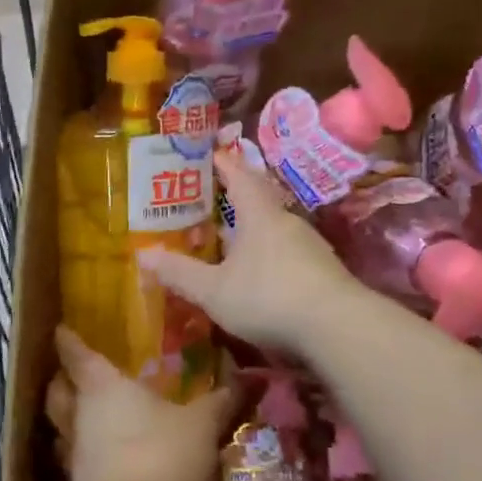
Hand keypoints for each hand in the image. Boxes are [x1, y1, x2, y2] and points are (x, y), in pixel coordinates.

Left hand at [47, 326, 236, 480]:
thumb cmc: (160, 454)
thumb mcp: (200, 425)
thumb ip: (219, 402)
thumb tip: (247, 379)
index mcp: (104, 386)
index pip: (78, 355)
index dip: (69, 340)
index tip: (61, 329)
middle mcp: (80, 413)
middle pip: (58, 391)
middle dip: (62, 381)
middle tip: (71, 376)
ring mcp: (74, 452)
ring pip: (61, 426)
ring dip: (69, 420)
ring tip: (85, 417)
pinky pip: (74, 461)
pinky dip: (84, 455)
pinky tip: (101, 459)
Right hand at [139, 148, 362, 355]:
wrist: (338, 326)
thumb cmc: (269, 297)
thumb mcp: (214, 291)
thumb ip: (180, 273)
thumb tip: (143, 255)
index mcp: (259, 214)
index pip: (238, 175)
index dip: (222, 162)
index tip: (207, 154)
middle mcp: (286, 221)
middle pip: (258, 199)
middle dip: (234, 196)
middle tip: (208, 201)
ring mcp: (310, 245)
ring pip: (274, 227)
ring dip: (252, 228)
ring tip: (228, 238)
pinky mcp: (322, 269)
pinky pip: (288, 251)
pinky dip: (268, 253)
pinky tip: (259, 273)